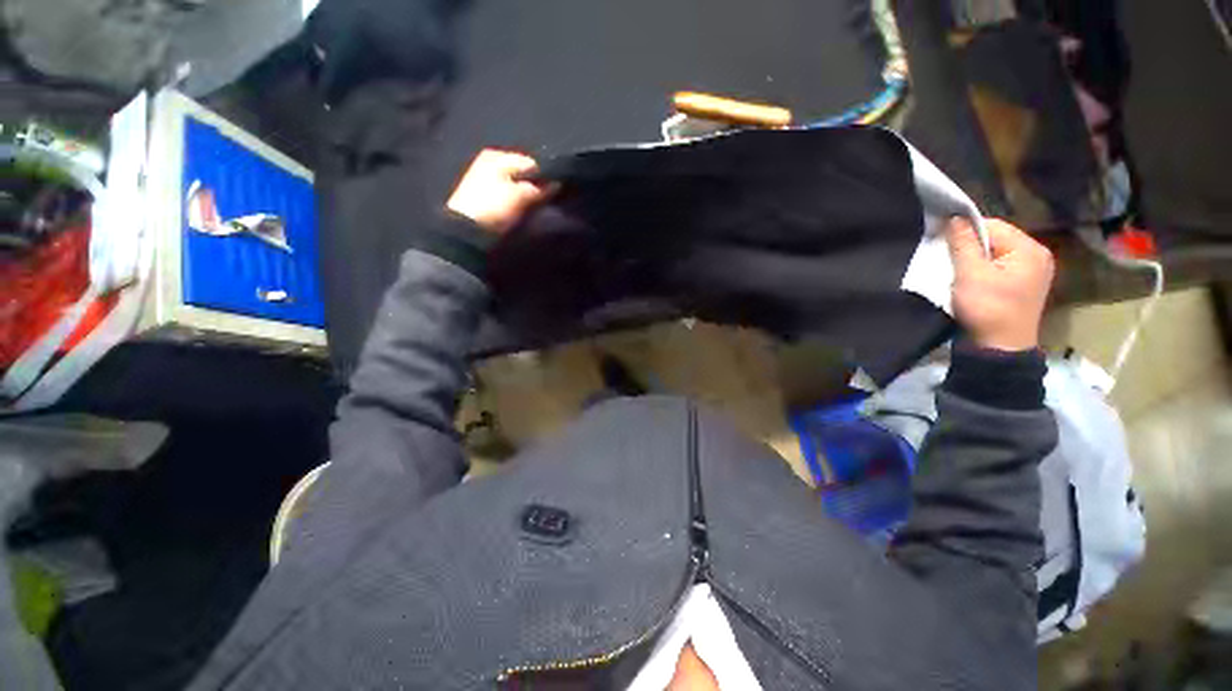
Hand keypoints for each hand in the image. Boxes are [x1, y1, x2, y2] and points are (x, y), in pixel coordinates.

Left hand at [446, 150, 551, 233]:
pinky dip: (516, 201)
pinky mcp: (485, 195)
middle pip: (523, 174)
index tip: (553, 194)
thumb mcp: (520, 195)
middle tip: (544, 202)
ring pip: (516, 185)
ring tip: (534, 208)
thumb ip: (539, 188)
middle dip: (535, 186)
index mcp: (498, 155)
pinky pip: (508, 194)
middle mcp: (491, 162)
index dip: (544, 178)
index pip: (531, 163)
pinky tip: (521, 211)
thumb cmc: (494, 206)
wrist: (466, 230)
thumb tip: (557, 184)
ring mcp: (486, 178)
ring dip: (526, 195)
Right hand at [948, 217, 1054, 351]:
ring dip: (974, 257)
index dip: (966, 229)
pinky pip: (1000, 266)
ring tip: (956, 268)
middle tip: (946, 256)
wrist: (999, 348)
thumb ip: (963, 244)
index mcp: (1029, 250)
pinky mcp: (1023, 285)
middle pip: (997, 238)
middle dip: (970, 245)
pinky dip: (982, 268)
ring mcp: (1032, 271)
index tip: (941, 240)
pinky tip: (970, 278)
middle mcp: (1036, 256)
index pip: (994, 225)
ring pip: (996, 253)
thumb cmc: (986, 308)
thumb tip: (955, 217)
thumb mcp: (970, 274)